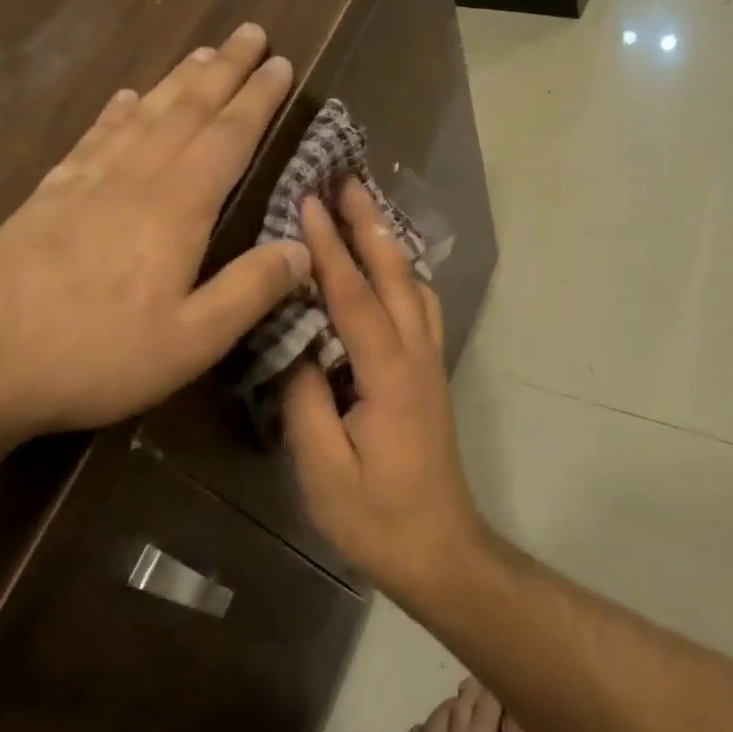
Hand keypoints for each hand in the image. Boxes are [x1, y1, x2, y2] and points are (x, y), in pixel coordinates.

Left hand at [0, 22, 308, 435]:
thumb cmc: (98, 356)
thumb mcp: (192, 342)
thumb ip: (249, 291)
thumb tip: (302, 250)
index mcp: (176, 210)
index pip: (228, 138)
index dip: (258, 100)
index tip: (281, 63)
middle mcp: (134, 180)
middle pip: (186, 110)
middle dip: (224, 70)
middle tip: (250, 34)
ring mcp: (86, 182)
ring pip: (143, 115)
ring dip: (177, 81)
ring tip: (202, 53)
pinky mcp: (49, 195)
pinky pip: (94, 137)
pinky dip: (117, 111)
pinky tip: (126, 97)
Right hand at [281, 179, 486, 597]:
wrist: (440, 551)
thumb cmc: (377, 518)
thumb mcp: (323, 468)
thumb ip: (305, 399)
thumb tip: (292, 345)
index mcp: (389, 375)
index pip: (354, 297)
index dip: (328, 248)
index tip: (308, 200)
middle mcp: (417, 357)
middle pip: (395, 276)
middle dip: (370, 225)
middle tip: (347, 180)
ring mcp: (429, 366)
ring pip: (414, 288)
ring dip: (389, 245)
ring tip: (363, 214)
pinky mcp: (429, 378)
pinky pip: (419, 309)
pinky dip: (400, 276)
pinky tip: (384, 273)